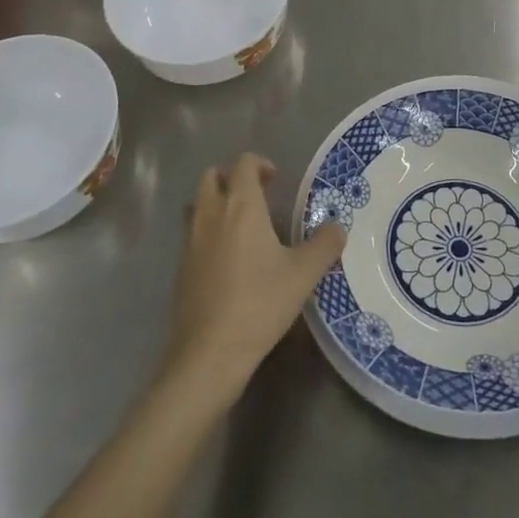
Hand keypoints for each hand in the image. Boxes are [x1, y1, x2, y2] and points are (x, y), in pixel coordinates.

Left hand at [160, 153, 345, 408]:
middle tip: (257, 196)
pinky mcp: (180, 267)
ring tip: (241, 224)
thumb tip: (338, 227)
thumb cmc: (259, 303)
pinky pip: (192, 233)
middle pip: (212, 176)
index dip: (260, 164)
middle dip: (232, 178)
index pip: (243, 163)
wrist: (208, 354)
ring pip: (197, 203)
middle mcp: (210, 214)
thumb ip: (325, 245)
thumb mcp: (304, 274)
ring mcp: (190, 241)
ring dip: (216, 202)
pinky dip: (207, 231)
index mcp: (241, 205)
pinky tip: (228, 259)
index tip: (276, 180)